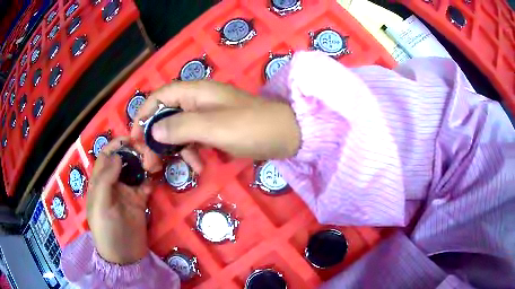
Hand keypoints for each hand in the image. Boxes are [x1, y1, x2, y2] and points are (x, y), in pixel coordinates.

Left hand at [87, 137, 150, 264]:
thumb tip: (117, 156)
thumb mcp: (101, 205)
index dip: (116, 145)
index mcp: (99, 182)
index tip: (131, 138)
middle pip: (122, 160)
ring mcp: (127, 192)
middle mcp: (113, 183)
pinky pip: (145, 185)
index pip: (106, 156)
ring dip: (143, 164)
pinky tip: (155, 179)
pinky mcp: (139, 202)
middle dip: (133, 152)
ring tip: (154, 162)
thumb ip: (105, 179)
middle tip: (147, 150)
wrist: (124, 256)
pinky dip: (150, 180)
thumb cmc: (106, 231)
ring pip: (135, 170)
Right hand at [131, 80, 300, 171]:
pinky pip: (195, 140)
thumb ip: (180, 127)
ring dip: (171, 150)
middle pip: (165, 116)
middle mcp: (198, 100)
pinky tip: (198, 167)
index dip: (143, 114)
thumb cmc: (251, 127)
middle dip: (154, 139)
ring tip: (165, 170)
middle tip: (147, 163)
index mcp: (196, 92)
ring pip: (178, 130)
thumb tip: (152, 131)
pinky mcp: (216, 129)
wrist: (286, 135)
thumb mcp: (213, 127)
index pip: (160, 96)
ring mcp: (208, 115)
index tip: (133, 137)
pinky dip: (192, 153)